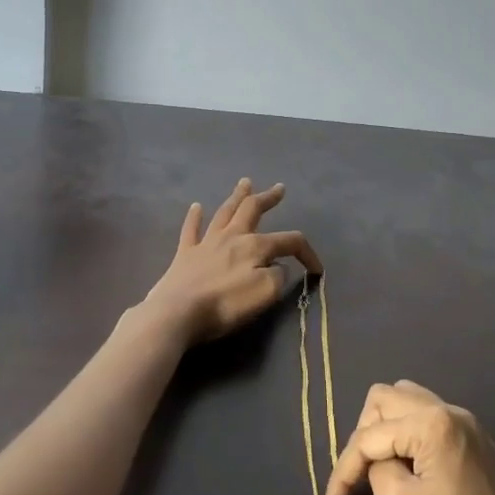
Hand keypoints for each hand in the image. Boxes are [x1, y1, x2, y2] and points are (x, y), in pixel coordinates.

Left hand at [140, 179, 322, 345]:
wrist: (178, 312)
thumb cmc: (226, 304)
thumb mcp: (265, 293)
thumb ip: (278, 276)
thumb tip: (278, 268)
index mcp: (254, 246)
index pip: (289, 242)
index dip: (307, 253)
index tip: (316, 271)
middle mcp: (232, 236)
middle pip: (252, 210)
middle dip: (268, 198)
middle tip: (279, 188)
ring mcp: (206, 243)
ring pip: (224, 213)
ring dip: (237, 197)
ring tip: (245, 183)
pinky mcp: (185, 254)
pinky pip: (191, 229)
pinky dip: (195, 217)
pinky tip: (196, 207)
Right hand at [321, 382, 494, 494]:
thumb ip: (375, 468)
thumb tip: (375, 458)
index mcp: (431, 423)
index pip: (370, 436)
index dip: (344, 470)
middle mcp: (448, 409)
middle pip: (385, 398)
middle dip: (363, 435)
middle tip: (357, 476)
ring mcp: (465, 419)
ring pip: (407, 399)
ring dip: (384, 426)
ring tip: (377, 464)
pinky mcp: (474, 435)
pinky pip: (428, 414)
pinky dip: (408, 431)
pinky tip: (406, 463)